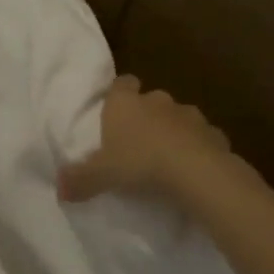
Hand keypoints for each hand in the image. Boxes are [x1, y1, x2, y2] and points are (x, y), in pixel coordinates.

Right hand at [57, 75, 250, 209]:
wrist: (198, 172)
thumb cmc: (140, 163)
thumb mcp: (101, 175)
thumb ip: (79, 180)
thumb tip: (58, 190)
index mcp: (125, 104)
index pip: (121, 83)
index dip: (119, 93)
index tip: (116, 108)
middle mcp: (156, 101)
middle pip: (150, 100)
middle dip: (146, 115)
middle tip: (138, 141)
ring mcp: (189, 115)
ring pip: (178, 117)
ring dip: (173, 131)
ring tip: (167, 157)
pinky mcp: (214, 133)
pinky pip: (203, 137)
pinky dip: (198, 148)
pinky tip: (192, 168)